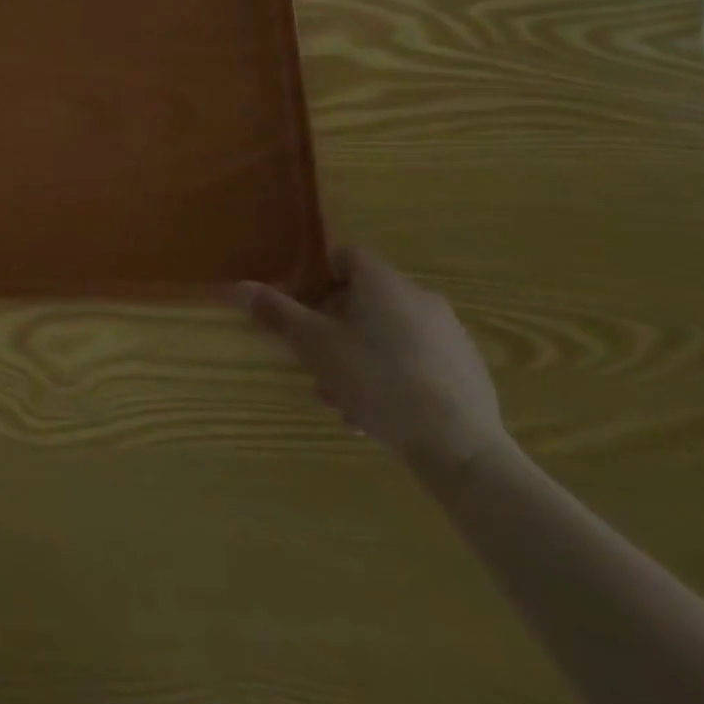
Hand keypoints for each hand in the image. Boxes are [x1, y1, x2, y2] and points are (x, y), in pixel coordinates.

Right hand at [235, 248, 508, 479]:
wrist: (460, 447)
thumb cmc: (377, 381)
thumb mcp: (314, 346)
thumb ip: (276, 312)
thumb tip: (236, 286)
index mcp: (383, 282)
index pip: (346, 256)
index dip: (317, 275)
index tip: (300, 304)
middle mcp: (420, 297)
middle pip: (365, 298)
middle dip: (333, 326)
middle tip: (313, 358)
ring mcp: (449, 334)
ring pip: (388, 334)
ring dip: (358, 356)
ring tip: (339, 398)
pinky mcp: (467, 370)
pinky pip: (416, 360)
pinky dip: (391, 376)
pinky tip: (376, 414)